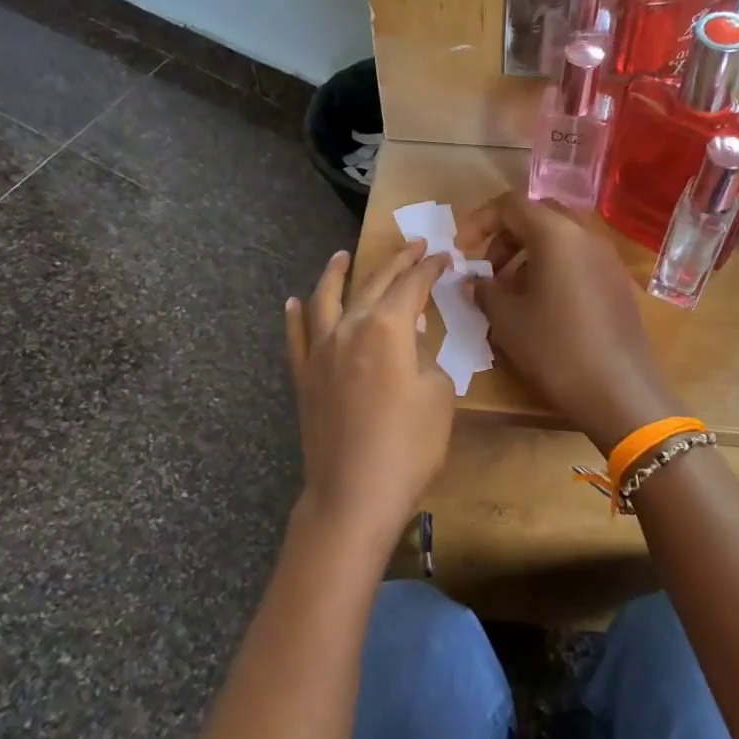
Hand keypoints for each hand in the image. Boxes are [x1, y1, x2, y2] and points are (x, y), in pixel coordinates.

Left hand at [283, 243, 454, 545]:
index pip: (412, 285)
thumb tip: (412, 335)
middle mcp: (349, 327)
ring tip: (343, 256)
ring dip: (336, 273)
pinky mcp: (303, 376)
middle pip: (373, 283)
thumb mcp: (438, 395)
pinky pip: (296, 336)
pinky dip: (296, 315)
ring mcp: (320, 351)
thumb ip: (426, 355)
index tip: (444, 255)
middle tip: (414, 246)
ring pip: (325, 299)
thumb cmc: (409, 446)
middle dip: (396, 262)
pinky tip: (293, 302)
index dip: (430, 268)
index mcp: (387, 327)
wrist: (354, 493)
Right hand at [458, 194, 679, 454]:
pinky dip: (552, 268)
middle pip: (538, 215)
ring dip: (528, 254)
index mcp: (556, 234)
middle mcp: (586, 235)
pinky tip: (541, 306)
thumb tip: (473, 280)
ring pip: (560, 238)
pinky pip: (578, 259)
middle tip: (487, 269)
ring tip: (510, 293)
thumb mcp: (508, 321)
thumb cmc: (556, 350)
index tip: (461, 250)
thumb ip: (484, 291)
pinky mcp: (617, 282)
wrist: (619, 392)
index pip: (511, 205)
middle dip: (506, 236)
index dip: (479, 222)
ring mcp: (607, 258)